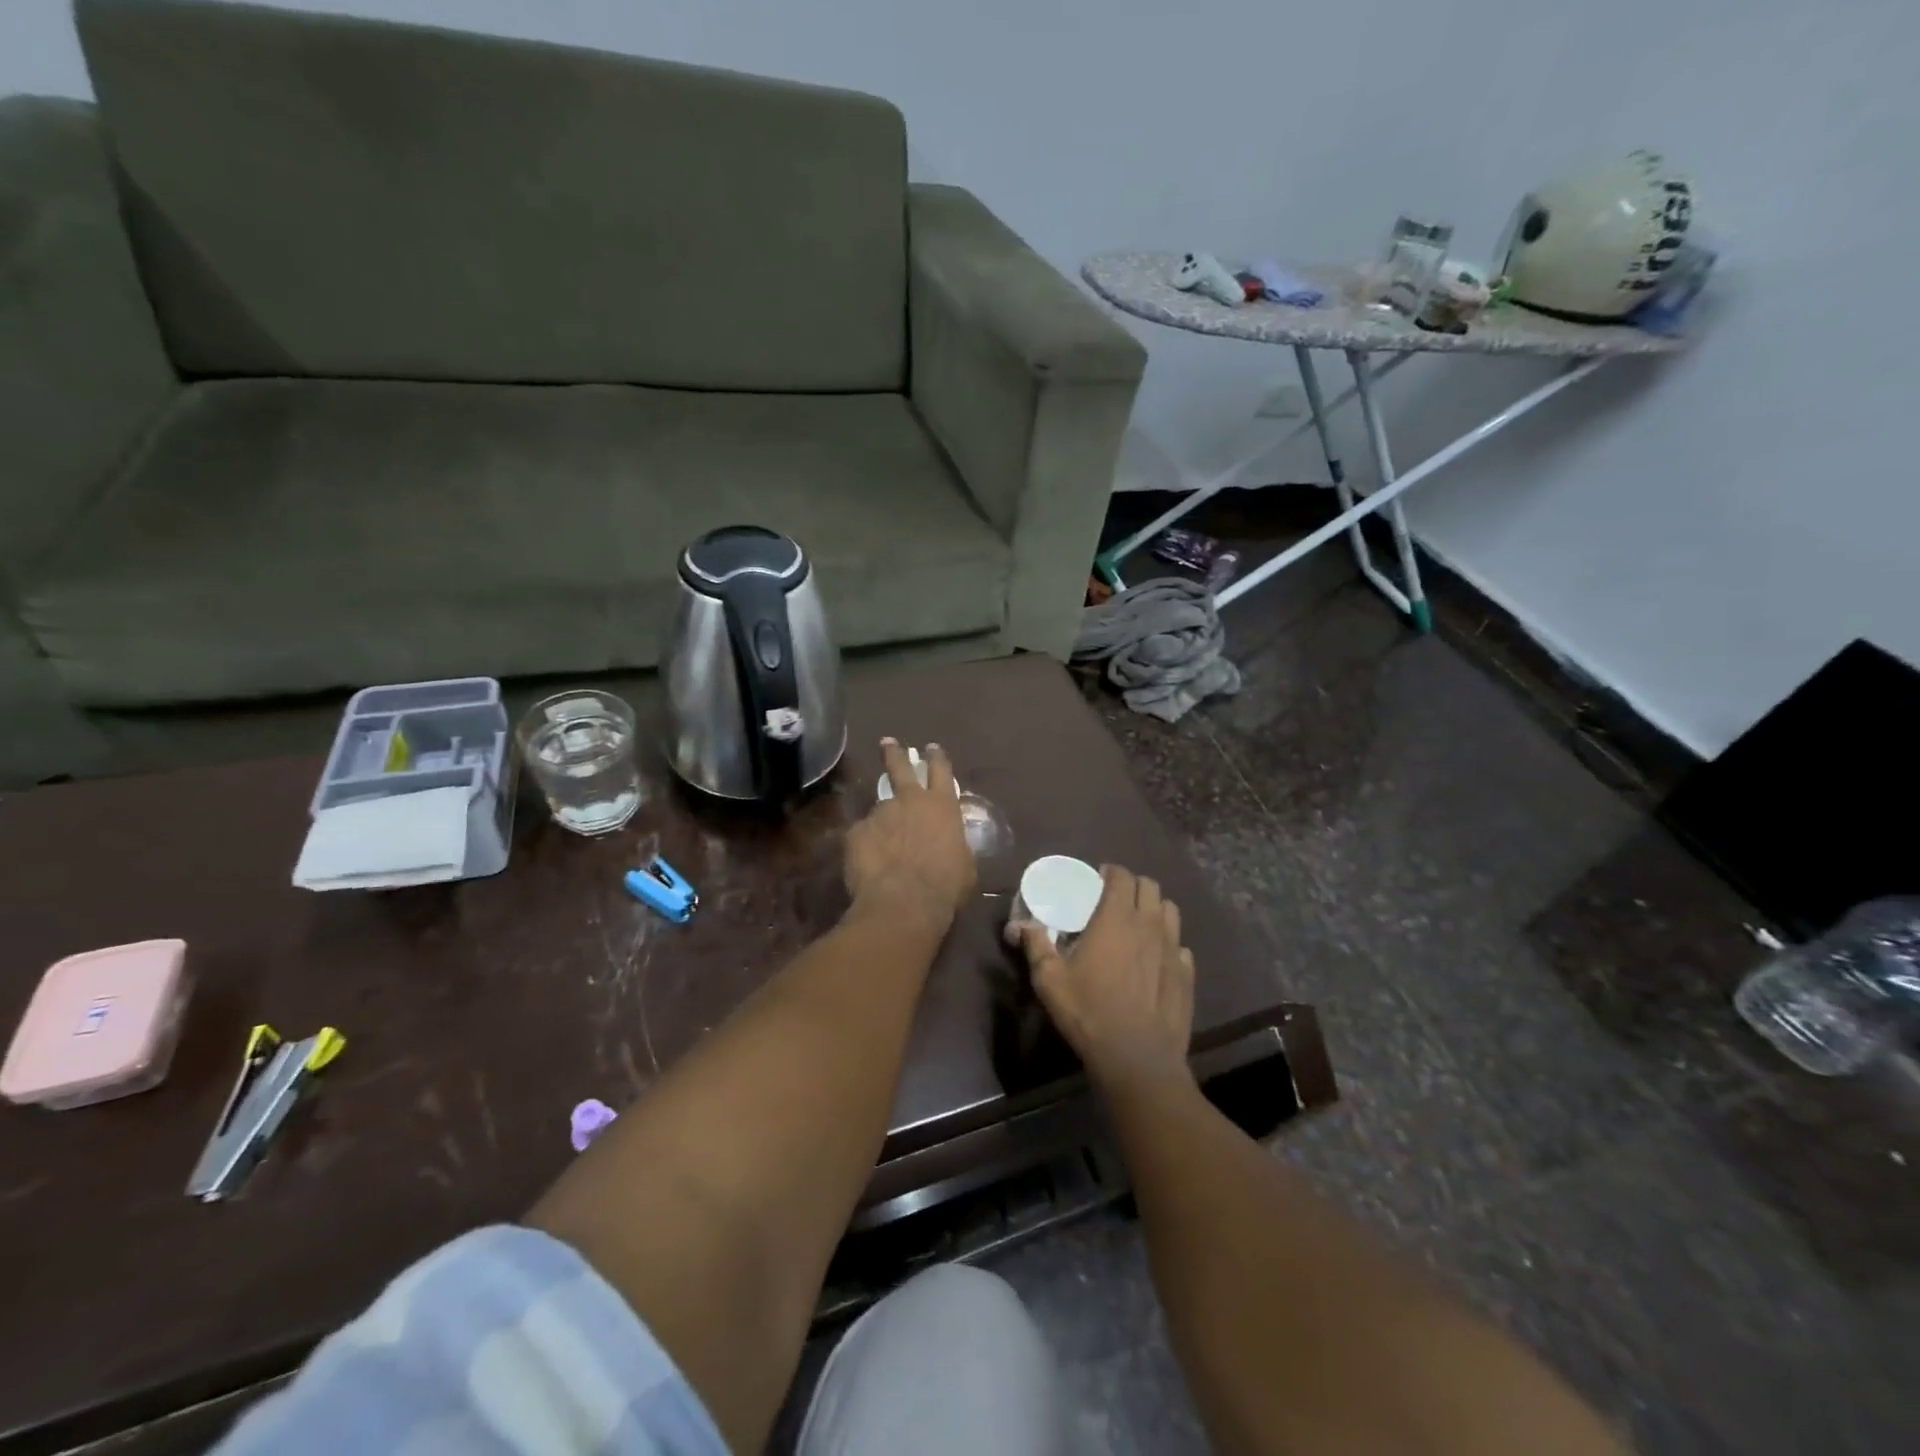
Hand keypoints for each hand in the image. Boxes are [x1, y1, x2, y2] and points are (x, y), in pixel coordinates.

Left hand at [845, 739, 975, 934]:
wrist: (904, 902)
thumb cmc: (945, 886)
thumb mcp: (965, 866)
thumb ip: (955, 847)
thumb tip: (950, 848)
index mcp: (942, 806)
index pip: (941, 771)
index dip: (937, 758)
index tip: (931, 748)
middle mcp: (909, 801)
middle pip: (900, 767)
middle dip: (894, 753)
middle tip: (887, 742)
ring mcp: (880, 814)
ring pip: (880, 810)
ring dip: (882, 823)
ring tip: (883, 848)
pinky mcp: (856, 832)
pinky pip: (862, 836)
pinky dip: (866, 847)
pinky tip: (869, 866)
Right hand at [1020, 865, 1194, 1094]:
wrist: (1137, 1058)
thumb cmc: (1089, 1013)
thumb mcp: (1049, 980)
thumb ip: (1036, 945)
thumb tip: (1021, 925)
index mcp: (1116, 918)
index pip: (1122, 876)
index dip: (1111, 873)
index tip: (1098, 880)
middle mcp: (1149, 925)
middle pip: (1150, 886)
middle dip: (1133, 887)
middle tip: (1114, 901)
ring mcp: (1173, 949)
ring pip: (1170, 911)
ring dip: (1154, 910)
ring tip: (1137, 925)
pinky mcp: (1187, 974)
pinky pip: (1180, 946)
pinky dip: (1168, 944)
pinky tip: (1155, 960)